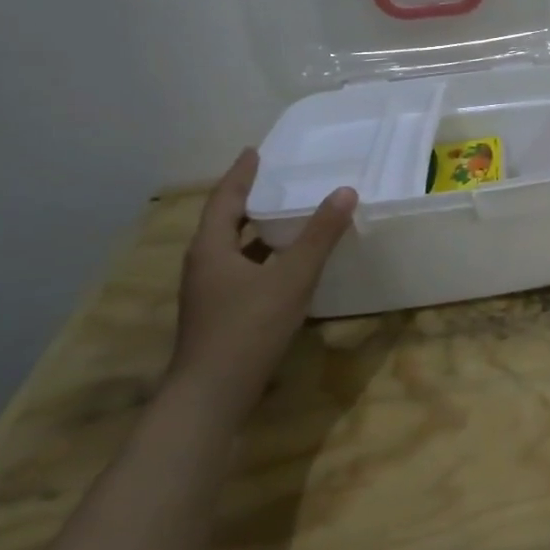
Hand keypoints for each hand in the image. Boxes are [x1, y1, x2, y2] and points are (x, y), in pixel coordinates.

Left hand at [167, 148, 357, 421]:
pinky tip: (286, 265)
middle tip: (275, 179)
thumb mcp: (291, 278)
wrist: (211, 397)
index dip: (240, 174)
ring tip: (285, 215)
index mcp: (211, 249)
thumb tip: (345, 191)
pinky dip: (262, 258)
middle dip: (248, 199)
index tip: (254, 151)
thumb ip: (319, 236)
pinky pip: (241, 271)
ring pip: (233, 249)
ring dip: (256, 230)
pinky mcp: (219, 315)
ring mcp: (209, 293)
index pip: (225, 199)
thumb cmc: (247, 329)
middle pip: (224, 222)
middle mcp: (204, 266)